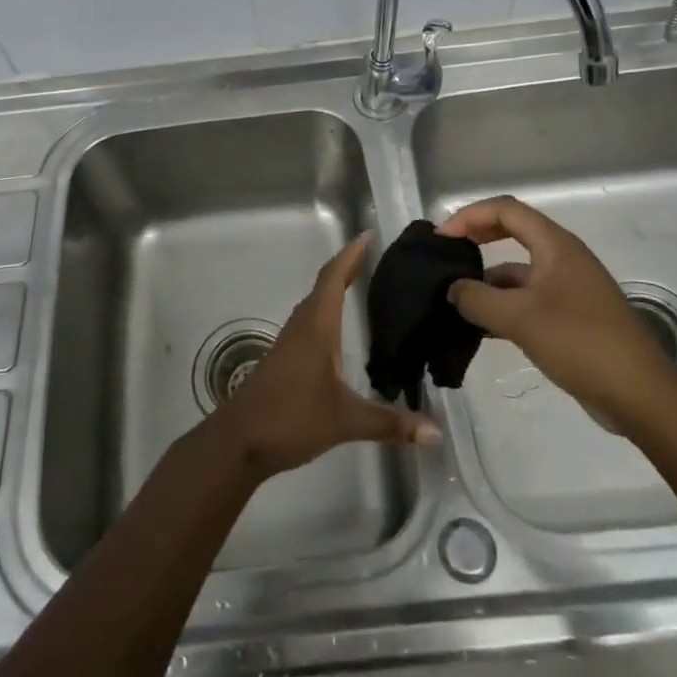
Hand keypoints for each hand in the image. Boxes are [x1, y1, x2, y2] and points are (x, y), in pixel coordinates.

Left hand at [207, 234, 441, 477]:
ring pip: (315, 304)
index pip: (334, 278)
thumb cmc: (291, 418)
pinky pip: (310, 322)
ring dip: (335, 289)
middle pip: (324, 285)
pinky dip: (327, 312)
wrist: (239, 441)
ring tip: (363, 284)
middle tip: (375, 257)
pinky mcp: (284, 359)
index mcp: (316, 327)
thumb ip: (390, 423)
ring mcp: (290, 342)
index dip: (351, 254)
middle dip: (348, 267)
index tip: (369, 235)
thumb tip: (436, 432)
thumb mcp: (345, 421)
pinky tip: (340, 330)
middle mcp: (302, 326)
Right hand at [439, 195, 676, 429]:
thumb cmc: (580, 342)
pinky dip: (503, 307)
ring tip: (454, 301)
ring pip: (518, 272)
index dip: (469, 216)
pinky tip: (480, 328)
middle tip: (445, 256)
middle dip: (477, 240)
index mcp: (555, 245)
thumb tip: (453, 289)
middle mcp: (562, 258)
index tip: (442, 238)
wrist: (639, 394)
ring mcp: (568, 289)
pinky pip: (527, 300)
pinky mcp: (570, 318)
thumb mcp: (520, 318)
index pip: (506, 210)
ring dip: (487, 281)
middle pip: (512, 233)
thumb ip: (478, 299)